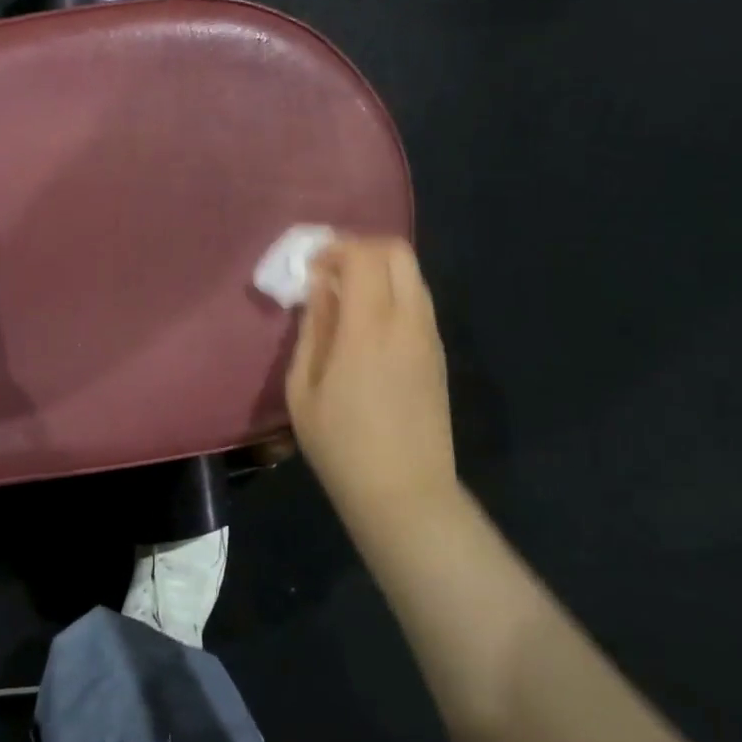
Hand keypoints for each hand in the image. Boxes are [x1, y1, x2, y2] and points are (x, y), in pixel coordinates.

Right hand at [285, 237, 459, 537]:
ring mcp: (429, 337)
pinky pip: (418, 301)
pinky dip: (392, 293)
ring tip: (346, 298)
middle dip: (361, 249)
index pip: (364, 256)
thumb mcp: (303, 389)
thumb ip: (313, 329)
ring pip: (412, 274)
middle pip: (397, 252)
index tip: (310, 268)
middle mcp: (407, 322)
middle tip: (330, 272)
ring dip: (379, 271)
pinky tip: (367, 324)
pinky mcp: (438, 354)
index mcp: (369, 328)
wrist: (405, 493)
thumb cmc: (341, 445)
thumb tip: (318, 287)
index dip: (335, 249)